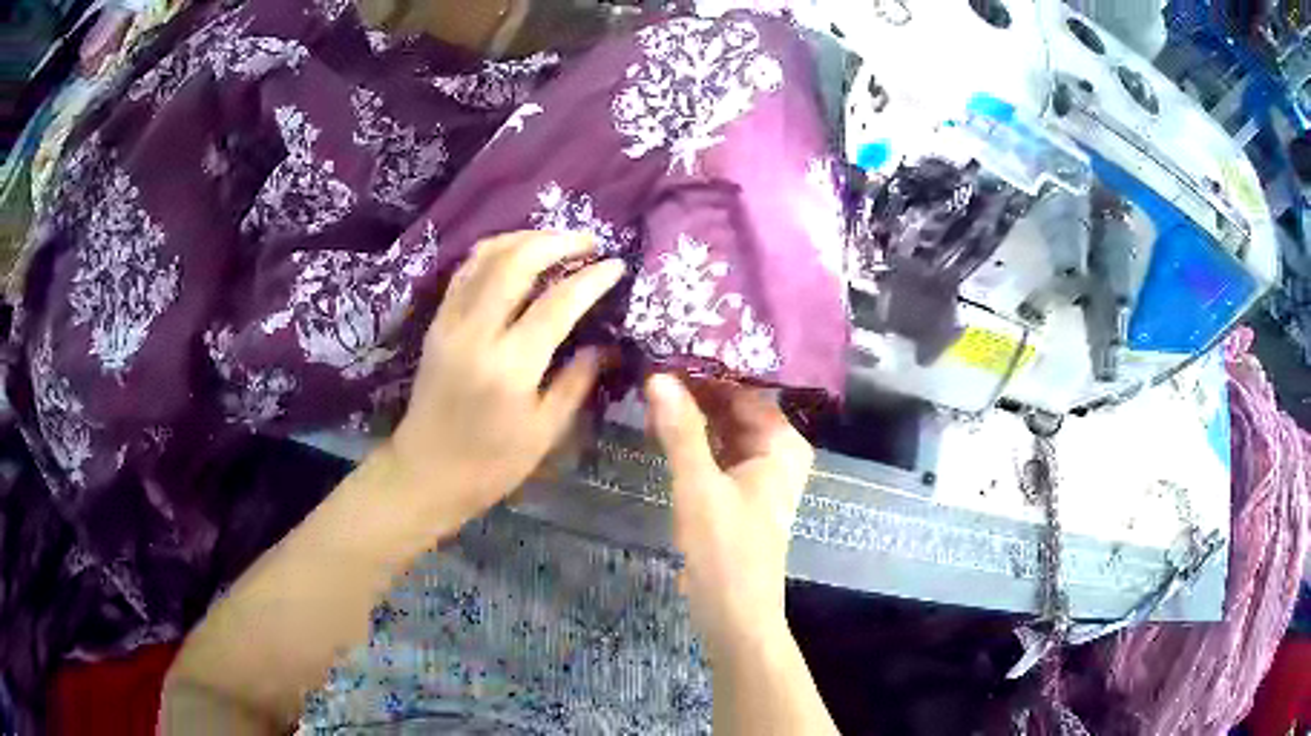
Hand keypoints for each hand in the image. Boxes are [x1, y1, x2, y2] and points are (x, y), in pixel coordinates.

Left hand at [385, 231, 624, 535]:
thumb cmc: (492, 463)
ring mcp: (451, 322)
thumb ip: (577, 381)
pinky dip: (495, 252)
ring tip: (558, 241)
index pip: (557, 304)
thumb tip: (605, 344)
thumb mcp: (545, 432)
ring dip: (526, 239)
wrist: (427, 472)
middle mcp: (476, 333)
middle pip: (517, 262)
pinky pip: (466, 270)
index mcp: (510, 367)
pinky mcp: (437, 321)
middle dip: (558, 242)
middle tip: (590, 243)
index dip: (591, 279)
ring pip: (487, 256)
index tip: (617, 265)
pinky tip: (517, 254)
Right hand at [645, 375, 813, 655]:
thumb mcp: (699, 487)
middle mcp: (775, 452)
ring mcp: (756, 472)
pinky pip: (715, 451)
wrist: (733, 614)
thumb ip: (681, 431)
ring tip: (650, 381)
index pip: (745, 389)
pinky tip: (660, 422)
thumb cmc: (726, 551)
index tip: (669, 344)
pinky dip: (692, 438)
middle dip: (696, 388)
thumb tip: (658, 376)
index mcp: (782, 444)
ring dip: (691, 411)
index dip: (708, 368)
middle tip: (651, 358)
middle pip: (734, 407)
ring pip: (722, 429)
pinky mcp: (737, 491)